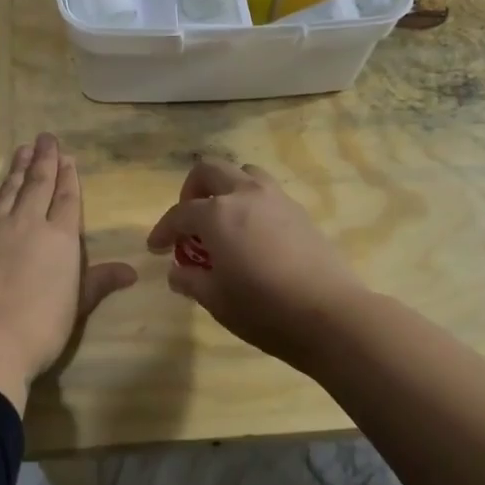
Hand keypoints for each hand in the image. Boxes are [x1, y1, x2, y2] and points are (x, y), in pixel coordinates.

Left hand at [0, 134, 136, 410]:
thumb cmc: (40, 327)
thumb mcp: (77, 306)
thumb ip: (99, 282)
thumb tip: (131, 271)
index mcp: (60, 238)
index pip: (66, 198)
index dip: (67, 176)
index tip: (66, 156)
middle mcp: (26, 223)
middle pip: (36, 184)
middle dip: (43, 160)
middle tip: (44, 138)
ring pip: (7, 190)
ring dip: (15, 169)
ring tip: (20, 151)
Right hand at [146, 158, 369, 364]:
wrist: (329, 314)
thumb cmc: (263, 308)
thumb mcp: (216, 300)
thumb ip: (191, 280)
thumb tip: (177, 271)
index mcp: (217, 214)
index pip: (180, 213)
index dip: (163, 230)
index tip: (155, 248)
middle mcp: (245, 194)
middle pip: (210, 171)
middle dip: (192, 191)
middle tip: (189, 222)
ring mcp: (276, 198)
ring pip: (243, 172)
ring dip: (225, 188)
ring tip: (223, 220)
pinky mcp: (300, 211)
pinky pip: (267, 192)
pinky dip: (251, 202)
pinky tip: (253, 233)